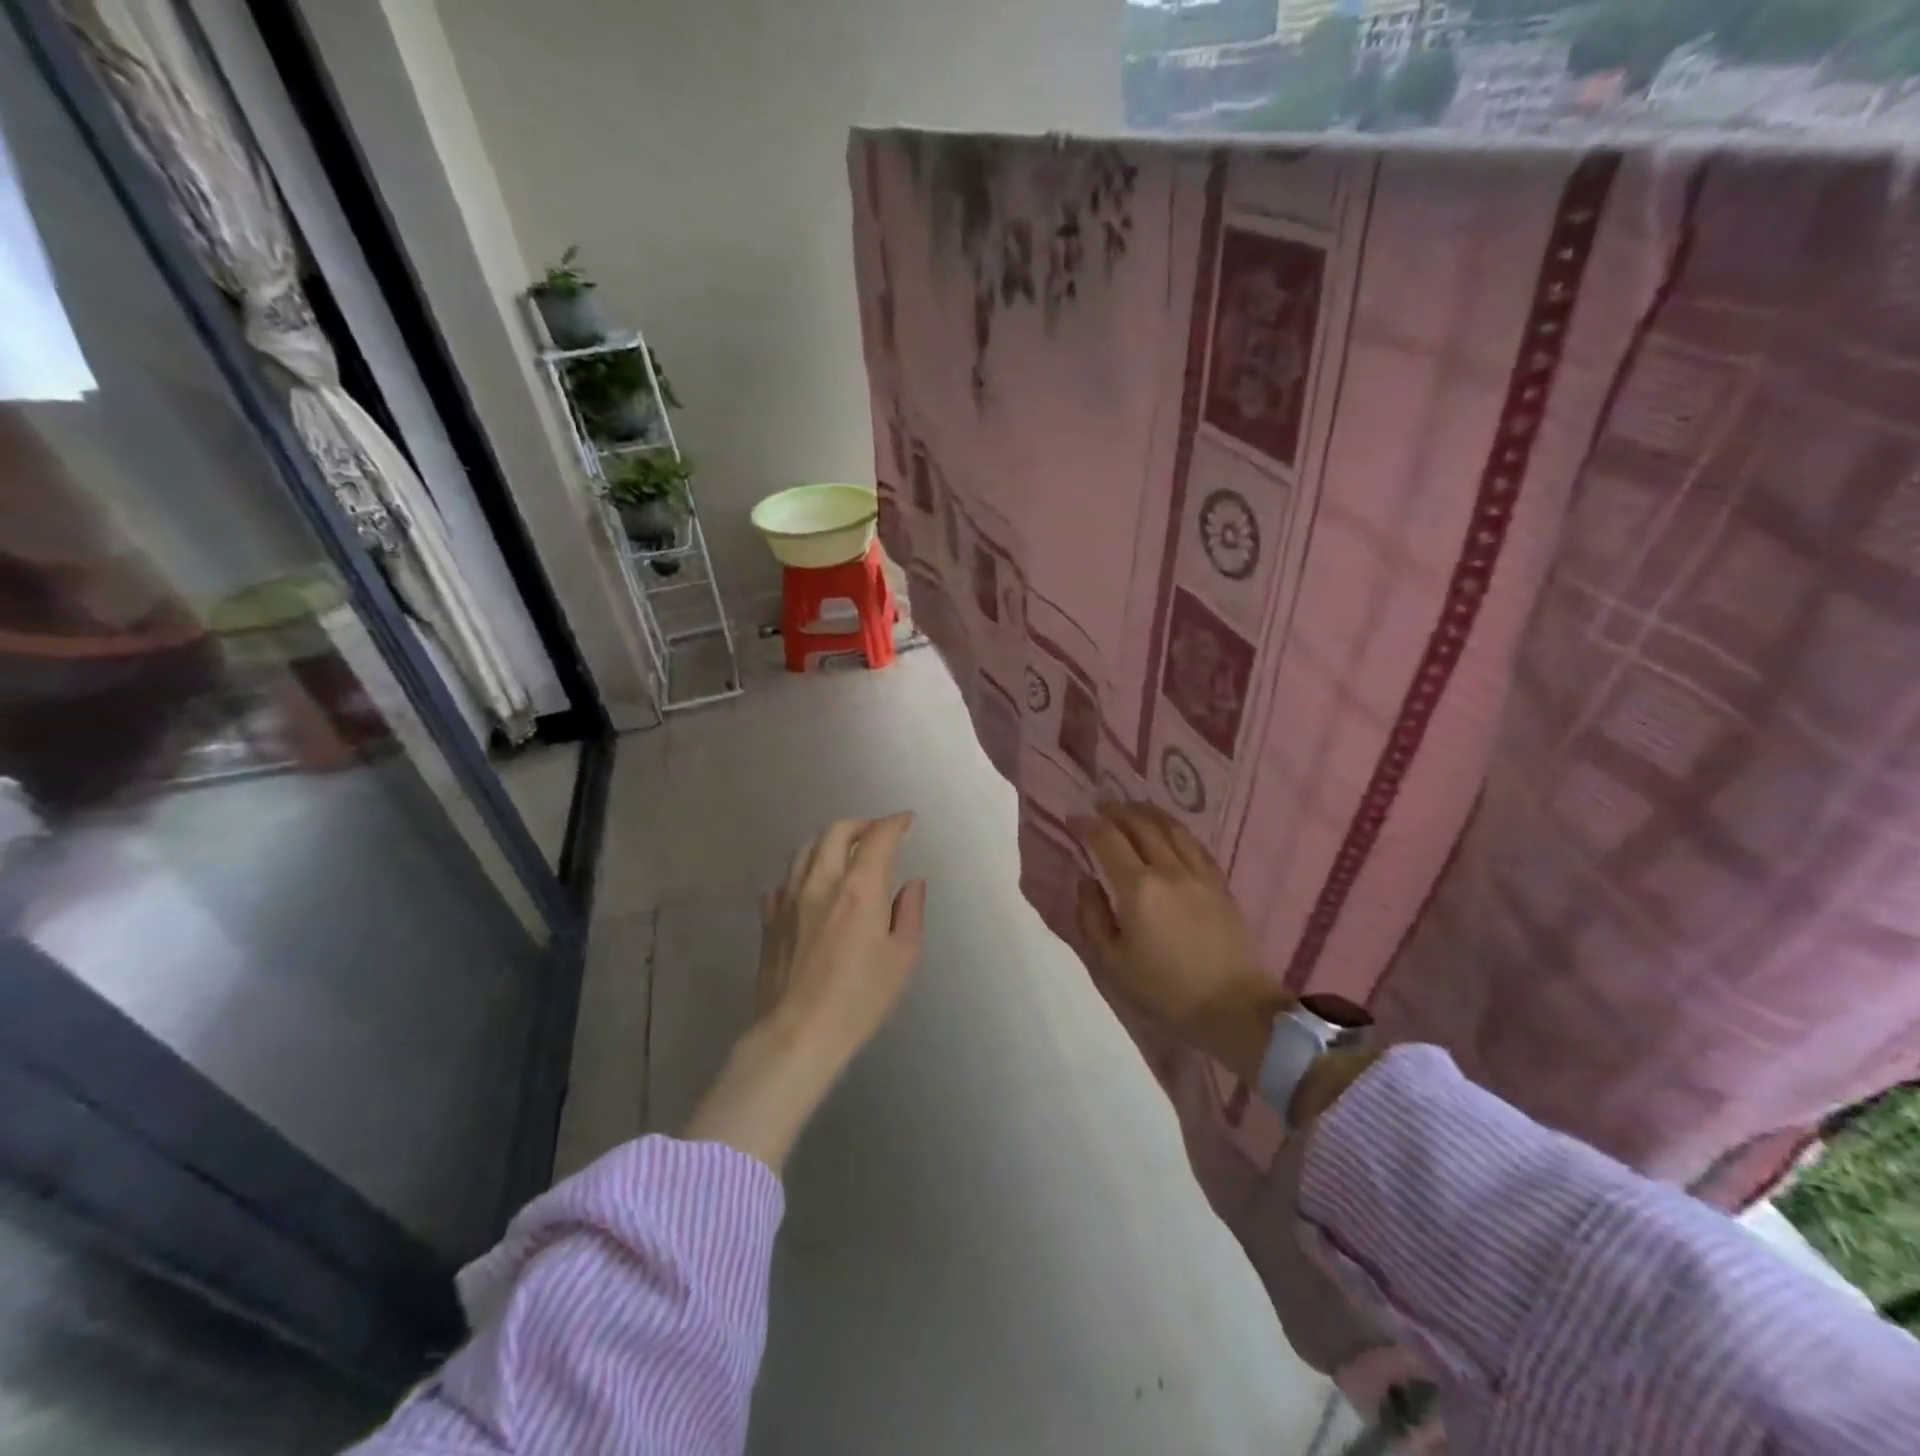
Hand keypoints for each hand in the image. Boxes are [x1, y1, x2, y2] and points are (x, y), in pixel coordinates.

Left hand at [684, 813, 926, 1171]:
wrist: (797, 1034)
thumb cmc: (860, 1000)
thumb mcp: (903, 959)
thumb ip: (911, 913)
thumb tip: (913, 883)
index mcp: (860, 889)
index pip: (878, 838)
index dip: (894, 823)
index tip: (906, 820)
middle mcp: (822, 882)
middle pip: (837, 832)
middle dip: (861, 824)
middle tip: (877, 832)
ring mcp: (789, 899)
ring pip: (806, 850)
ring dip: (829, 842)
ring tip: (844, 853)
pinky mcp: (770, 919)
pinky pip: (785, 881)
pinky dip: (803, 873)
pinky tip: (811, 888)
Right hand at [1070, 801, 1286, 1083]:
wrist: (1233, 1008)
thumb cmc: (1165, 991)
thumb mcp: (1112, 964)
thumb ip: (1092, 917)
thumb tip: (1087, 881)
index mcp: (1137, 888)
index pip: (1107, 839)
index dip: (1086, 824)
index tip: (1073, 819)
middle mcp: (1168, 869)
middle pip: (1140, 823)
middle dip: (1115, 811)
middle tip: (1099, 808)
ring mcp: (1199, 874)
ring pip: (1171, 827)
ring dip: (1146, 812)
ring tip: (1131, 810)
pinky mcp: (1219, 884)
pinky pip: (1194, 843)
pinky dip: (1175, 829)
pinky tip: (1168, 832)